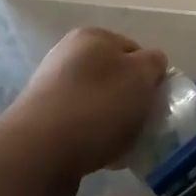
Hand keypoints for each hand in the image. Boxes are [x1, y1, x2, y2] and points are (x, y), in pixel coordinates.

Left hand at [0, 27, 167, 195]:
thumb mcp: (140, 77)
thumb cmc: (97, 108)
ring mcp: (54, 89)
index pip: (136, 50)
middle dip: (133, 102)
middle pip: (117, 78)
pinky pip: (83, 127)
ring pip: (101, 105)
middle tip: (144, 126)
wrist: (39, 154)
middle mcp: (69, 56)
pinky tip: (104, 159)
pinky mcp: (45, 122)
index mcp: (92, 37)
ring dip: (116, 124)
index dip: (152, 77)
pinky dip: (97, 140)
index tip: (157, 102)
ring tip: (124, 146)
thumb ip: (154, 64)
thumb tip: (152, 64)